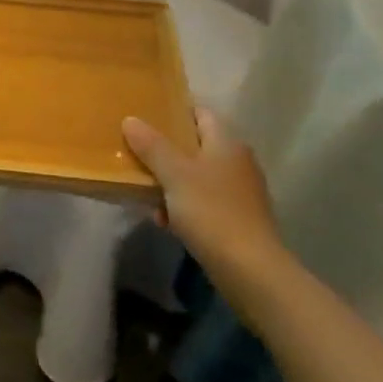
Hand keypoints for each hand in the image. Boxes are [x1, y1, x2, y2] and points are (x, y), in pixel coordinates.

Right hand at [122, 106, 286, 301]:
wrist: (251, 271)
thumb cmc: (212, 212)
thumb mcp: (175, 174)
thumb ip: (152, 145)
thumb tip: (131, 119)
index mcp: (227, 143)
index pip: (200, 113)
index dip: (174, 110)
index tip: (145, 114)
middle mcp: (237, 162)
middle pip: (196, 145)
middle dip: (165, 150)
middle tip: (135, 151)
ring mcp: (239, 192)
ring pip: (196, 176)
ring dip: (170, 181)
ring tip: (143, 189)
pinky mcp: (236, 219)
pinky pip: (202, 202)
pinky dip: (182, 206)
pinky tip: (163, 220)